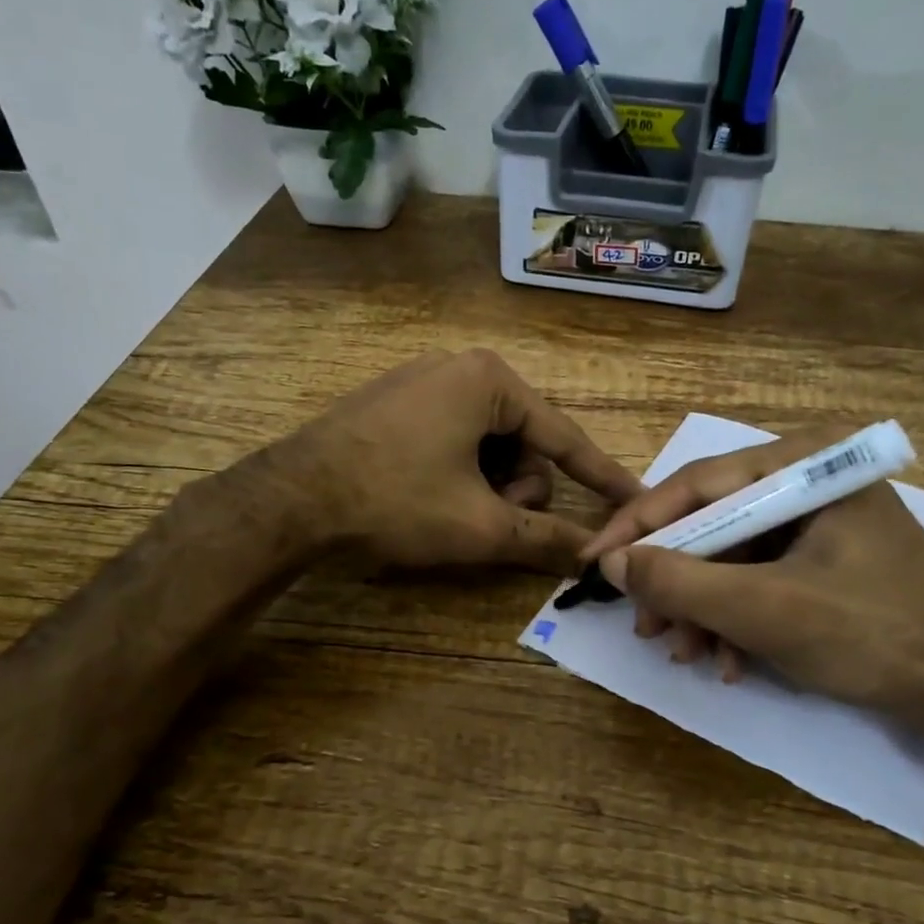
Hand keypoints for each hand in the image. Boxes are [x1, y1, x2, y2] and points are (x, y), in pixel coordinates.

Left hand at [275, 348, 640, 571]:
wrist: (290, 500)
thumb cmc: (396, 500)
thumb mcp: (479, 524)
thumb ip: (545, 537)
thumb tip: (595, 556)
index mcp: (490, 380)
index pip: (564, 436)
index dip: (601, 476)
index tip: (634, 498)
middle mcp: (460, 368)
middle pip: (522, 442)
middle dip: (515, 488)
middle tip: (487, 518)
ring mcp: (422, 382)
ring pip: (487, 445)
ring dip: (485, 486)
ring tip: (450, 511)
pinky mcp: (394, 404)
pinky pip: (452, 439)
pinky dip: (457, 473)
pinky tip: (427, 496)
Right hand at [584, 430, 923, 747]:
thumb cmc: (872, 637)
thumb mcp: (764, 610)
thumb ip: (681, 581)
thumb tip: (613, 563)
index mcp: (808, 466)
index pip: (699, 484)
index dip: (638, 525)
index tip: (595, 562)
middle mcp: (811, 481)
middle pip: (713, 522)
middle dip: (676, 581)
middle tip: (645, 626)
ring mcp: (820, 521)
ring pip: (732, 556)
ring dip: (702, 608)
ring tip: (684, 653)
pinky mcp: (826, 559)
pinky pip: (761, 577)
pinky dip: (736, 617)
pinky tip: (727, 660)